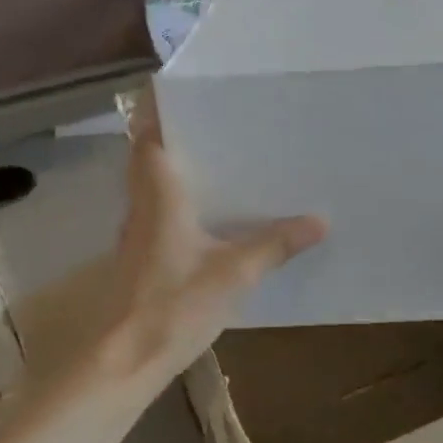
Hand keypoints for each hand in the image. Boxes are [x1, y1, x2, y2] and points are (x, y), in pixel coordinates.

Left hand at [102, 96, 325, 374]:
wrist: (123, 360)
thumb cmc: (172, 305)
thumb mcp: (233, 273)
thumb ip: (275, 244)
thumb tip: (320, 220)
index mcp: (159, 194)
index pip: (149, 135)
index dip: (157, 106)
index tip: (180, 83)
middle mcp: (143, 204)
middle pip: (149, 154)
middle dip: (174, 130)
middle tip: (217, 114)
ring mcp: (138, 232)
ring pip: (152, 182)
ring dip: (176, 163)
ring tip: (221, 152)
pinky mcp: (142, 256)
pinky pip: (160, 210)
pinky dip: (180, 197)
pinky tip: (212, 209)